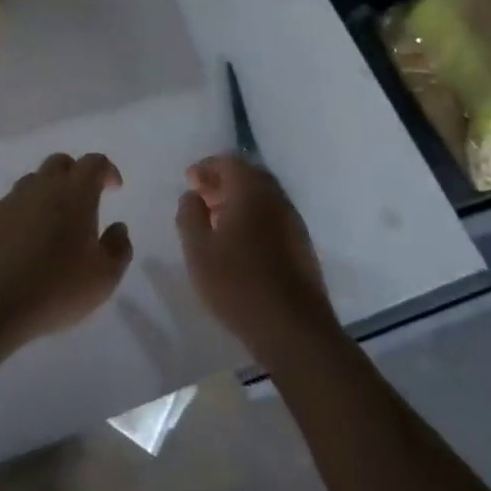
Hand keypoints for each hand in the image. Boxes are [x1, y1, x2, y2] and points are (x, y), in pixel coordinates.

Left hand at [0, 153, 132, 353]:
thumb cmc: (55, 288)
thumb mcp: (104, 277)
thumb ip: (118, 248)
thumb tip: (118, 228)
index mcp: (74, 194)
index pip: (93, 163)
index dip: (107, 170)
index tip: (114, 188)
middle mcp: (41, 188)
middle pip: (60, 163)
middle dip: (76, 174)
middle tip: (85, 201)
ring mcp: (10, 202)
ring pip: (33, 182)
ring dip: (49, 192)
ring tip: (55, 223)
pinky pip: (12, 205)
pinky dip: (26, 213)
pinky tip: (27, 243)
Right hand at [177, 155, 336, 360]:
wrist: (293, 328)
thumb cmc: (237, 284)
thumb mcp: (198, 250)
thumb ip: (190, 215)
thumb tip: (192, 195)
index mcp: (251, 192)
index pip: (229, 162)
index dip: (206, 167)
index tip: (189, 182)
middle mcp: (277, 199)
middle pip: (249, 176)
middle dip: (223, 182)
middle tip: (201, 199)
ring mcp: (294, 222)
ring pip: (263, 198)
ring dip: (238, 201)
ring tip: (215, 222)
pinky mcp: (302, 245)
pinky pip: (273, 217)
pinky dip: (253, 218)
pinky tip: (239, 244)